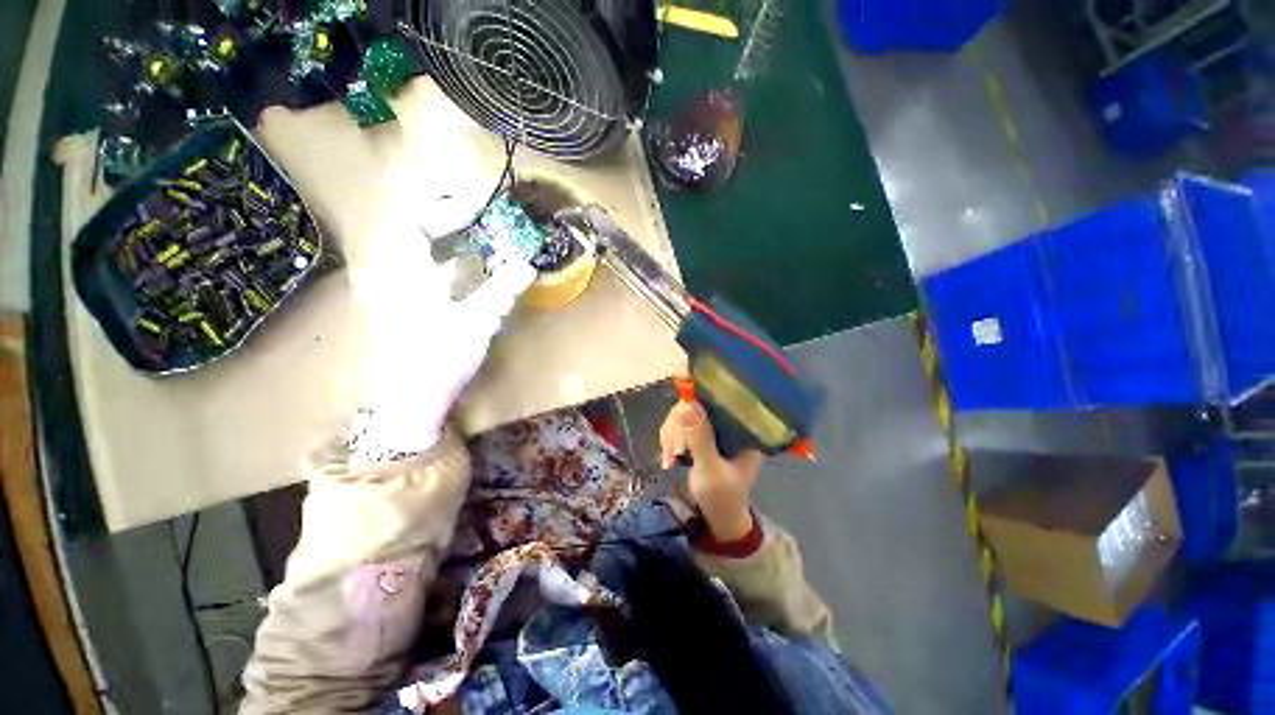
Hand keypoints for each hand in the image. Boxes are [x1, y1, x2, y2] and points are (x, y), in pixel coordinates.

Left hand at [352, 207, 534, 453]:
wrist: (411, 399)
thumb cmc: (439, 359)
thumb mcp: (477, 322)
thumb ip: (502, 289)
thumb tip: (527, 264)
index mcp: (404, 272)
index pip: (415, 221)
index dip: (446, 209)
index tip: (479, 208)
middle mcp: (392, 273)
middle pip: (413, 230)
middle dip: (446, 218)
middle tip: (481, 217)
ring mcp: (395, 289)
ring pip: (416, 249)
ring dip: (446, 237)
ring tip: (479, 237)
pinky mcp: (404, 304)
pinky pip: (421, 267)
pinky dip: (444, 259)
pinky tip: (467, 268)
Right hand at [659, 400, 762, 541]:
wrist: (718, 518)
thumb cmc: (722, 497)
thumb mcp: (711, 471)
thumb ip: (700, 440)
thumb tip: (686, 405)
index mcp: (741, 426)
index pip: (721, 394)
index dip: (699, 387)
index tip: (680, 387)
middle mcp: (727, 421)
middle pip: (696, 402)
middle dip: (679, 425)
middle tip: (675, 451)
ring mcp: (711, 427)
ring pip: (682, 413)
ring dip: (670, 435)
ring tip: (670, 460)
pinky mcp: (698, 434)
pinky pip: (676, 426)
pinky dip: (668, 440)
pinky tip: (668, 460)